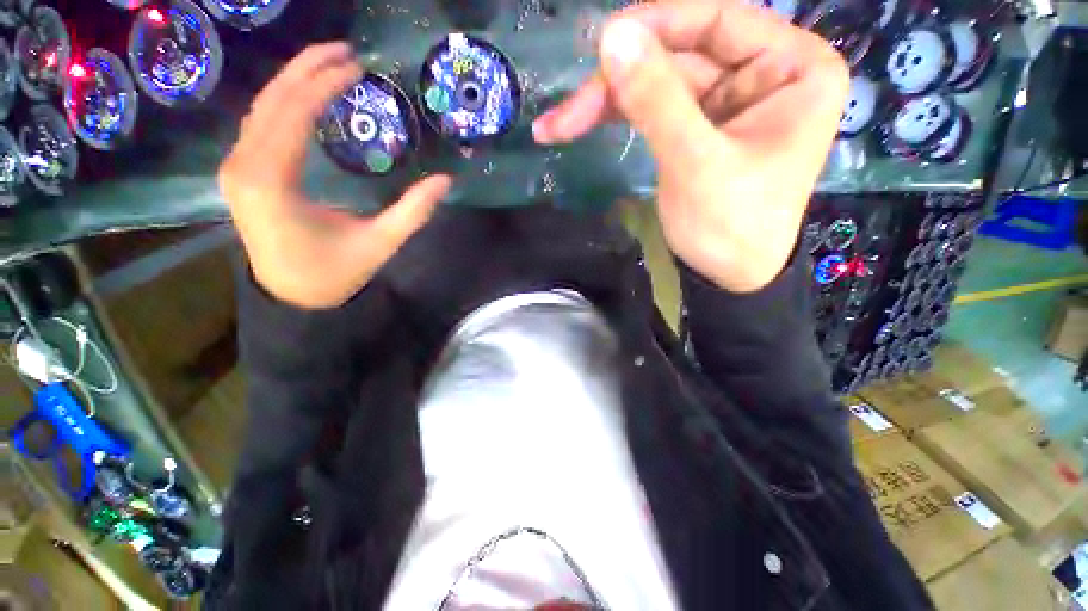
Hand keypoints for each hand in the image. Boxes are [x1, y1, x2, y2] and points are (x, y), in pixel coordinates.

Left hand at [219, 42, 451, 308]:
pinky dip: (284, 103)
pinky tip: (307, 96)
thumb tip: (446, 181)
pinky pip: (259, 125)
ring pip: (261, 108)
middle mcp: (243, 166)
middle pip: (271, 101)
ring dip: (294, 81)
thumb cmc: (335, 272)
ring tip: (329, 64)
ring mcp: (236, 168)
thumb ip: (413, 211)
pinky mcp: (241, 173)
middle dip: (306, 69)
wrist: (293, 296)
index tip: (356, 66)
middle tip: (344, 51)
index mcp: (271, 181)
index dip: (324, 84)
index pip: (293, 114)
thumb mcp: (380, 243)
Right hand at [533, 1, 847, 291]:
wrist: (728, 277)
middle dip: (617, 83)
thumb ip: (657, 99)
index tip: (602, 40)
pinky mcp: (697, 126)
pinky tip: (577, 126)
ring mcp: (726, 100)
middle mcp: (763, 72)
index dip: (656, 25)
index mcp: (793, 67)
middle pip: (678, 56)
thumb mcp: (695, 164)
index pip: (718, 21)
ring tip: (556, 126)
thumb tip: (612, 37)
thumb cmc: (730, 227)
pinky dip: (614, 116)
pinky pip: (652, 107)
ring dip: (604, 103)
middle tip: (564, 114)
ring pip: (657, 83)